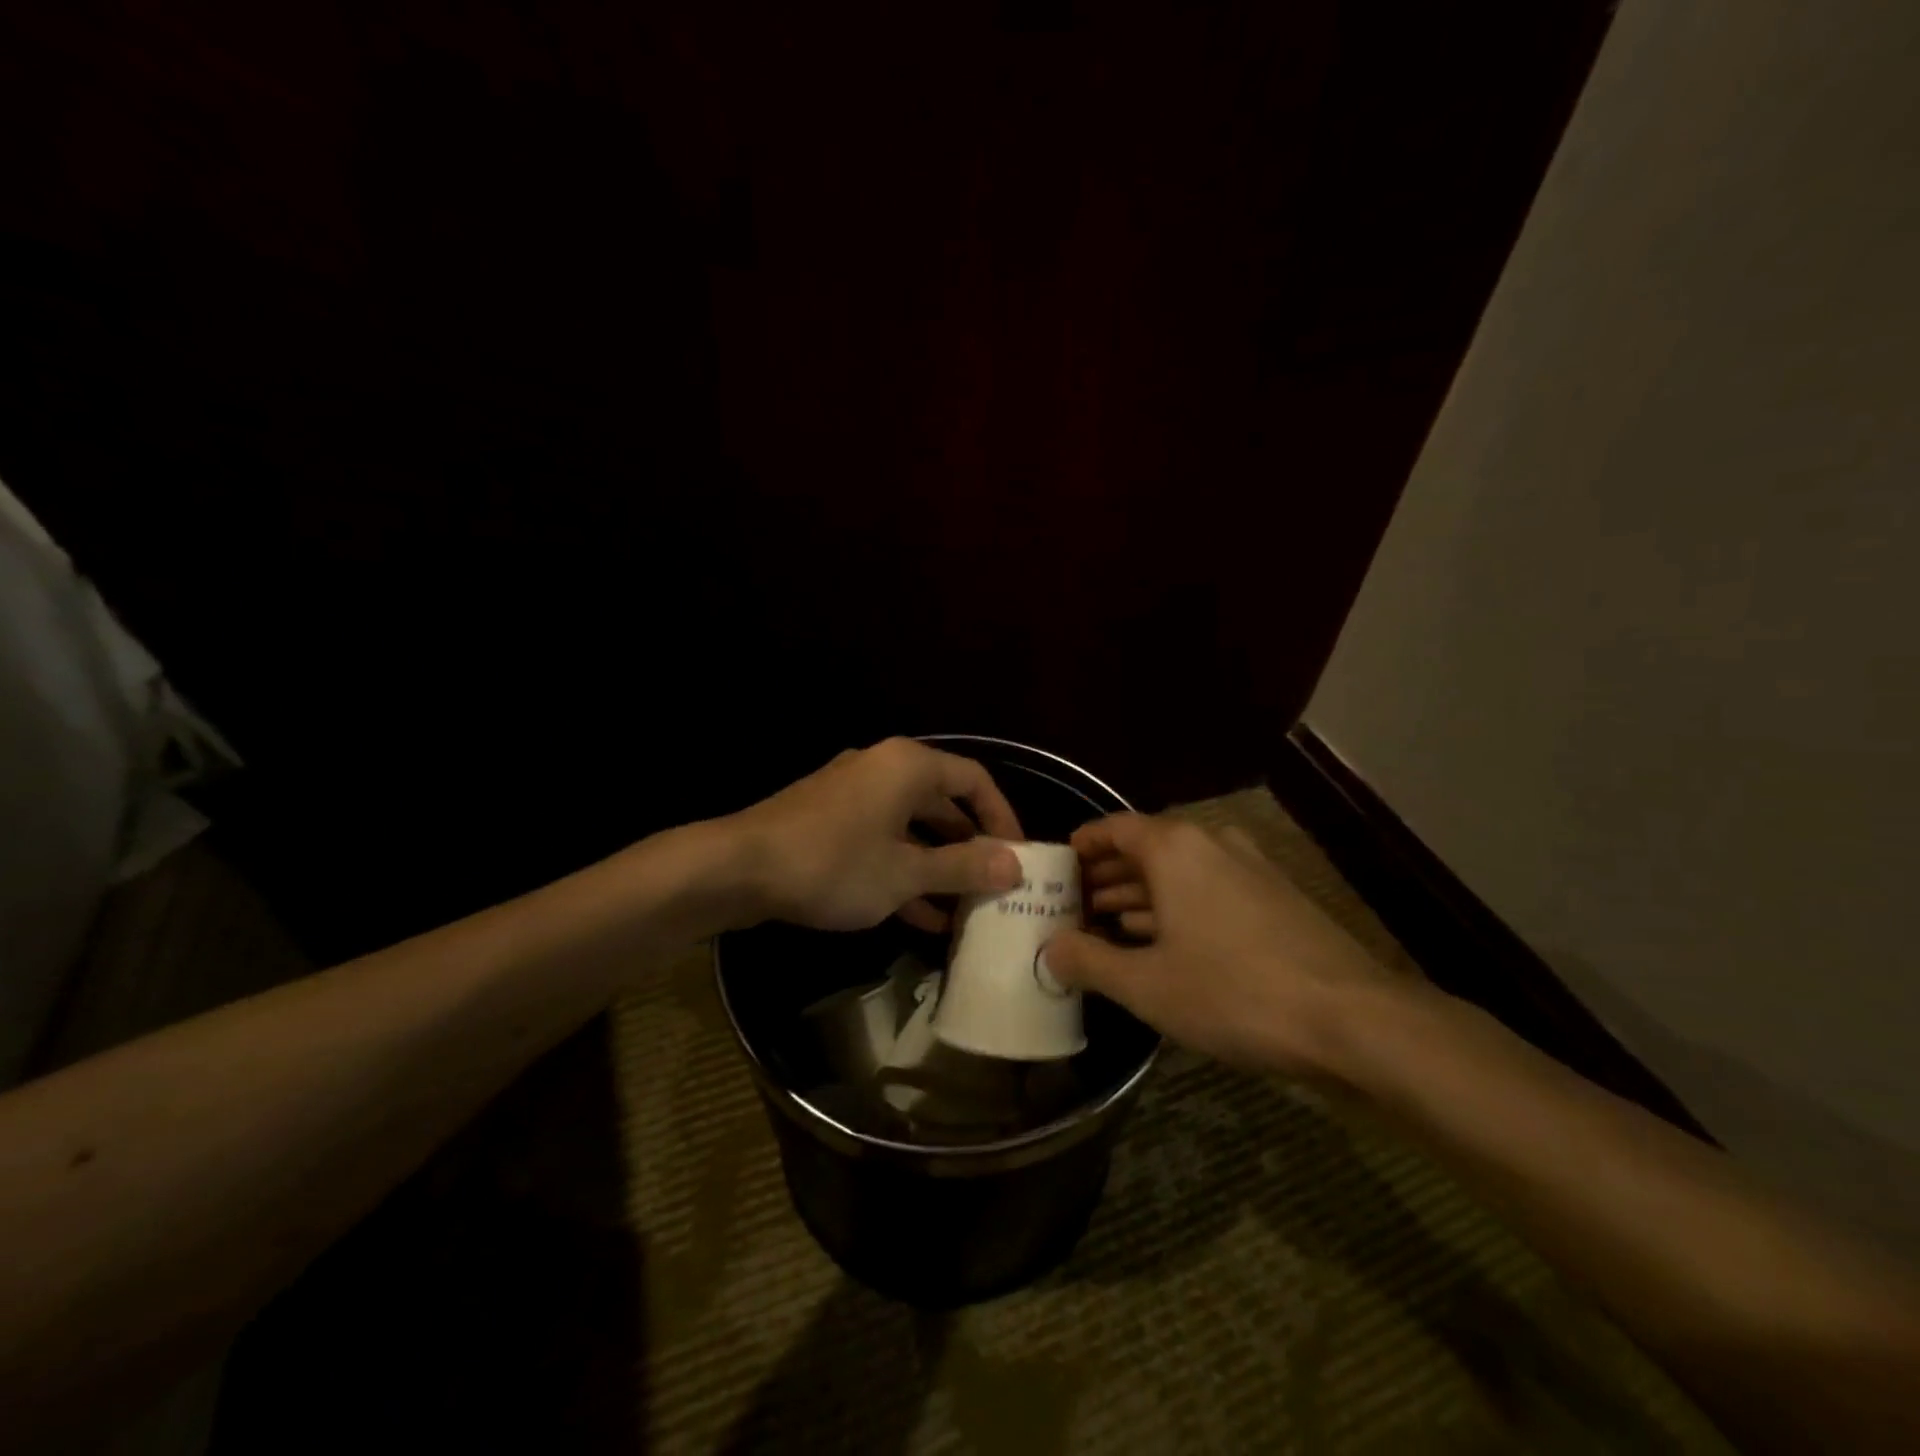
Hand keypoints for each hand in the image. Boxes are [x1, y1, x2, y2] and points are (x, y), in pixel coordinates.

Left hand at [731, 737, 1025, 933]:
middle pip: (943, 803)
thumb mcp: (904, 873)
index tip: (1019, 857)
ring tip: (964, 909)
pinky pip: (881, 841)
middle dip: (970, 846)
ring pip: (911, 827)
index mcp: (909, 766)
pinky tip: (921, 916)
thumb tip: (1015, 866)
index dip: (1003, 817)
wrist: (737, 868)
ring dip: (937, 865)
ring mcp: (853, 794)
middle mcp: (883, 769)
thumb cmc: (832, 863)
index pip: (975, 780)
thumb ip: (962, 867)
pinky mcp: (829, 821)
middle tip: (994, 886)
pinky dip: (903, 870)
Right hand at [1043, 814, 1396, 1076]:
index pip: (1115, 828)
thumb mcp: (1147, 985)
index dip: (1083, 845)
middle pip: (1146, 849)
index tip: (1057, 867)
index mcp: (1176, 848)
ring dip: (1141, 895)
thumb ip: (1090, 961)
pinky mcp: (1275, 898)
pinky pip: (1209, 890)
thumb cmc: (1234, 991)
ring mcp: (1250, 869)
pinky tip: (1162, 943)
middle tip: (1073, 906)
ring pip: (1179, 873)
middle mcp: (1213, 844)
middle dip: (1107, 876)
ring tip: (1106, 926)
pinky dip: (1178, 908)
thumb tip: (1049, 950)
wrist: (1353, 1019)